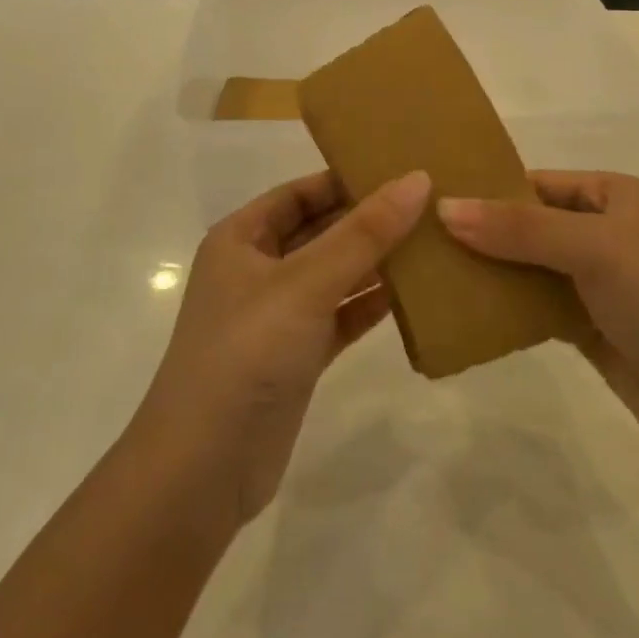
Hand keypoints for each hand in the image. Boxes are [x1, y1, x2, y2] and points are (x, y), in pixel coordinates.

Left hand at [130, 170, 431, 526]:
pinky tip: (417, 294)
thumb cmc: (246, 353)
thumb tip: (416, 179)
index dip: (346, 177)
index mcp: (242, 237)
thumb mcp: (305, 283)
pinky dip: (372, 304)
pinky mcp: (297, 356)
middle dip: (369, 218)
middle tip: (431, 202)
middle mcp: (257, 269)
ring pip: (335, 274)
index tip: (402, 167)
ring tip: (435, 240)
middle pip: (320, 230)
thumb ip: (363, 234)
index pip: (300, 192)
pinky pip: (341, 316)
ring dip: (377, 261)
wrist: (202, 471)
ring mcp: (278, 315)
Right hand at [438, 172, 638, 464]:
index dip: (490, 189)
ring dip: (490, 270)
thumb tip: (444, 207)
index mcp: (615, 196)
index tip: (433, 198)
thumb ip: (519, 228)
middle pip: (530, 224)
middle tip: (422, 238)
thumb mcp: (593, 247)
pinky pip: (536, 307)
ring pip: (530, 267)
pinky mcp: (590, 328)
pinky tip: (465, 309)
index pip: (538, 183)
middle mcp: (606, 233)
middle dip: (483, 232)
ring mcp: (598, 283)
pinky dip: (506, 307)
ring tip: (432, 272)